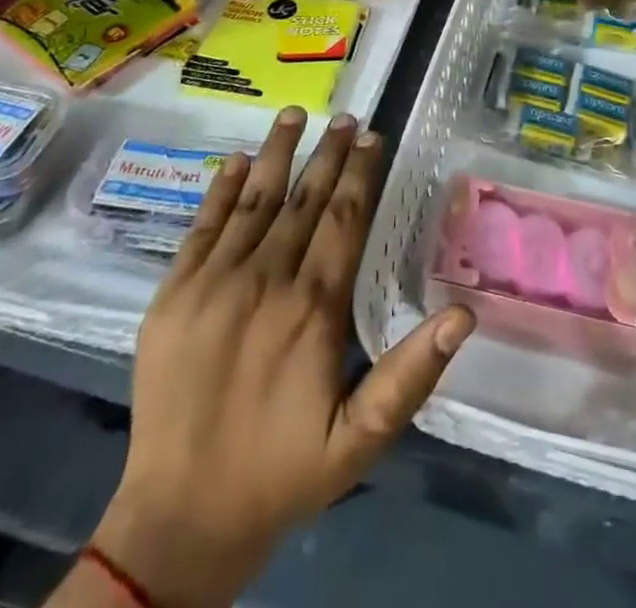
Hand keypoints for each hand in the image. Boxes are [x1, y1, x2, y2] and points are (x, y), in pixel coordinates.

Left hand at [89, 109, 474, 607]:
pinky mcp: (171, 296)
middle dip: (328, 153)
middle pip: (304, 200)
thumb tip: (464, 314)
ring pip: (254, 201)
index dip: (361, 173)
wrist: (178, 521)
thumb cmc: (281, 473)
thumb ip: (411, 374)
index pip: (344, 219)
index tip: (374, 136)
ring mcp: (211, 284)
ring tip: (296, 114)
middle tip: (347, 115)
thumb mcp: (361, 440)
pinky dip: (221, 190)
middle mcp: (264, 281)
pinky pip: (200, 228)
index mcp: (312, 308)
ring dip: (278, 153)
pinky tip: (238, 161)